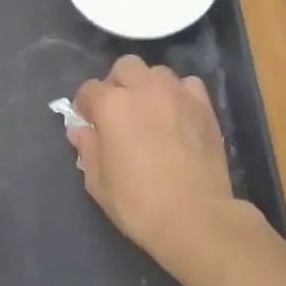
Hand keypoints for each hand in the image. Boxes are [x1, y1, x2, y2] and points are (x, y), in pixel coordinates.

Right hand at [71, 56, 235, 266]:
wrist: (196, 218)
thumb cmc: (139, 204)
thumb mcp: (99, 183)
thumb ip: (88, 150)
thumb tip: (80, 131)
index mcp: (113, 106)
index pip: (89, 90)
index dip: (85, 105)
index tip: (87, 122)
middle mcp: (145, 90)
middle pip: (125, 67)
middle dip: (116, 84)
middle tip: (117, 112)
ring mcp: (178, 95)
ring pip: (157, 72)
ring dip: (147, 86)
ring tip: (149, 111)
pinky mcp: (205, 107)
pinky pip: (188, 85)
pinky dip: (178, 94)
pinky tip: (177, 115)